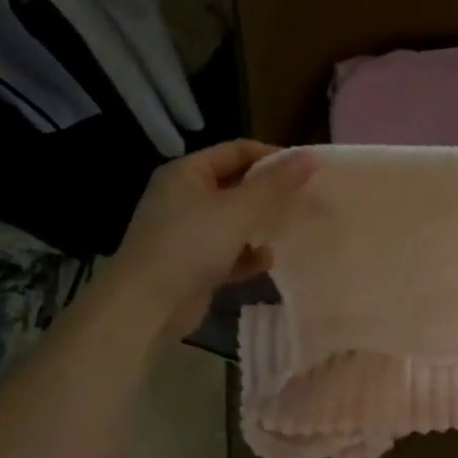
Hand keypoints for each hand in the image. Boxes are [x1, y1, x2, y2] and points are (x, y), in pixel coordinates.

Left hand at [111, 140, 315, 337]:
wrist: (146, 306)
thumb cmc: (191, 245)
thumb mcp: (238, 210)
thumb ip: (276, 184)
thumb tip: (311, 157)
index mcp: (187, 173)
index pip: (237, 151)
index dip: (273, 157)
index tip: (306, 171)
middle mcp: (183, 197)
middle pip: (236, 185)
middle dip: (269, 194)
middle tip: (304, 201)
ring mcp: (185, 232)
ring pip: (233, 221)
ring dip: (259, 226)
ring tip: (289, 231)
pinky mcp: (190, 264)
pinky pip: (226, 252)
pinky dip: (245, 255)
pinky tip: (264, 263)